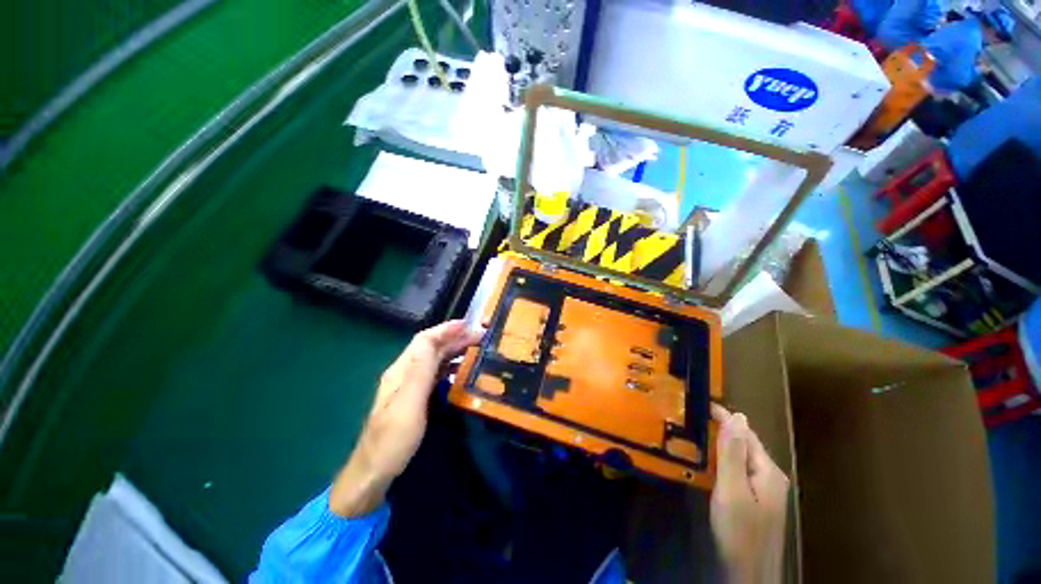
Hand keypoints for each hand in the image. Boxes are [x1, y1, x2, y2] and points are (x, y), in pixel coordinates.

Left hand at [329, 320, 482, 516]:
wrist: (373, 474)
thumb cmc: (392, 441)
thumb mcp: (408, 404)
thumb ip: (420, 371)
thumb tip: (432, 339)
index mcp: (401, 371)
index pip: (424, 340)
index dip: (445, 329)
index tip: (469, 325)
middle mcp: (405, 373)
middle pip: (431, 347)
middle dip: (454, 338)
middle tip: (480, 337)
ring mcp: (409, 386)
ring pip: (435, 359)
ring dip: (454, 350)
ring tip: (476, 349)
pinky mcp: (416, 398)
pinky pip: (436, 374)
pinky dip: (451, 366)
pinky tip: (462, 371)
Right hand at [710, 404, 789, 583]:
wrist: (749, 574)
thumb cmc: (739, 531)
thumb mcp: (732, 490)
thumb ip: (733, 453)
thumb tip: (737, 417)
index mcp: (768, 471)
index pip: (745, 433)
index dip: (724, 417)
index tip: (701, 402)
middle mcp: (770, 477)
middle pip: (745, 444)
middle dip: (723, 428)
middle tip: (694, 416)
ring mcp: (764, 491)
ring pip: (741, 458)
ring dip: (722, 444)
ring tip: (698, 433)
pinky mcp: (755, 501)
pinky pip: (738, 471)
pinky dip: (723, 460)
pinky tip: (710, 462)